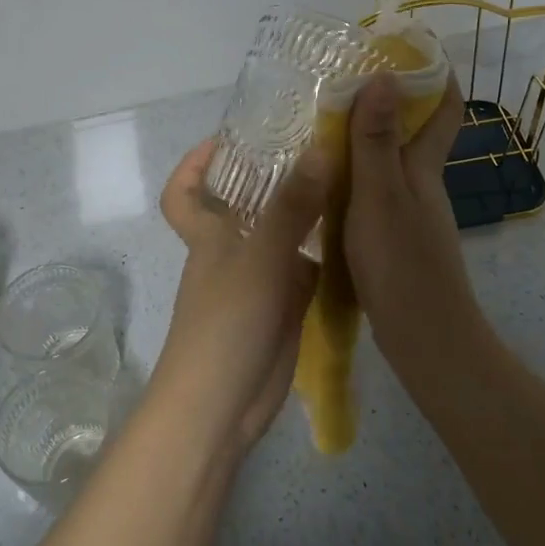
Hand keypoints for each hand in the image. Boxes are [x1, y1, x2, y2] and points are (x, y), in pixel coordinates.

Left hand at [152, 139, 329, 455]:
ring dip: (309, 213)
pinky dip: (327, 255)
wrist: (222, 406)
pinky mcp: (284, 309)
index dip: (195, 164)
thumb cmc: (226, 324)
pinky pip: (306, 271)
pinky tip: (359, 235)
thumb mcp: (259, 258)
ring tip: (351, 181)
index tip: (229, 139)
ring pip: (283, 236)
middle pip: (246, 206)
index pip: (185, 192)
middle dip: (274, 178)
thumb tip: (320, 148)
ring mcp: (260, 282)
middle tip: (320, 148)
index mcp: (209, 235)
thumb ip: (291, 207)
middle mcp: (233, 252)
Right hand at [344, 73, 483, 365]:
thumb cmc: (403, 263)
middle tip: (340, 83)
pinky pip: (373, 192)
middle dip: (387, 101)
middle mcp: (420, 185)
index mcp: (423, 168)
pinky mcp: (392, 239)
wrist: (425, 340)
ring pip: (390, 163)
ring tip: (318, 126)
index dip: (434, 76)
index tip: (405, 48)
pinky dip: (352, 177)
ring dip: (364, 139)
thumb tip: (383, 77)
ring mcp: (408, 214)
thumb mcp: (380, 196)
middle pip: (413, 132)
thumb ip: (376, 142)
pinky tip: (321, 183)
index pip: (444, 109)